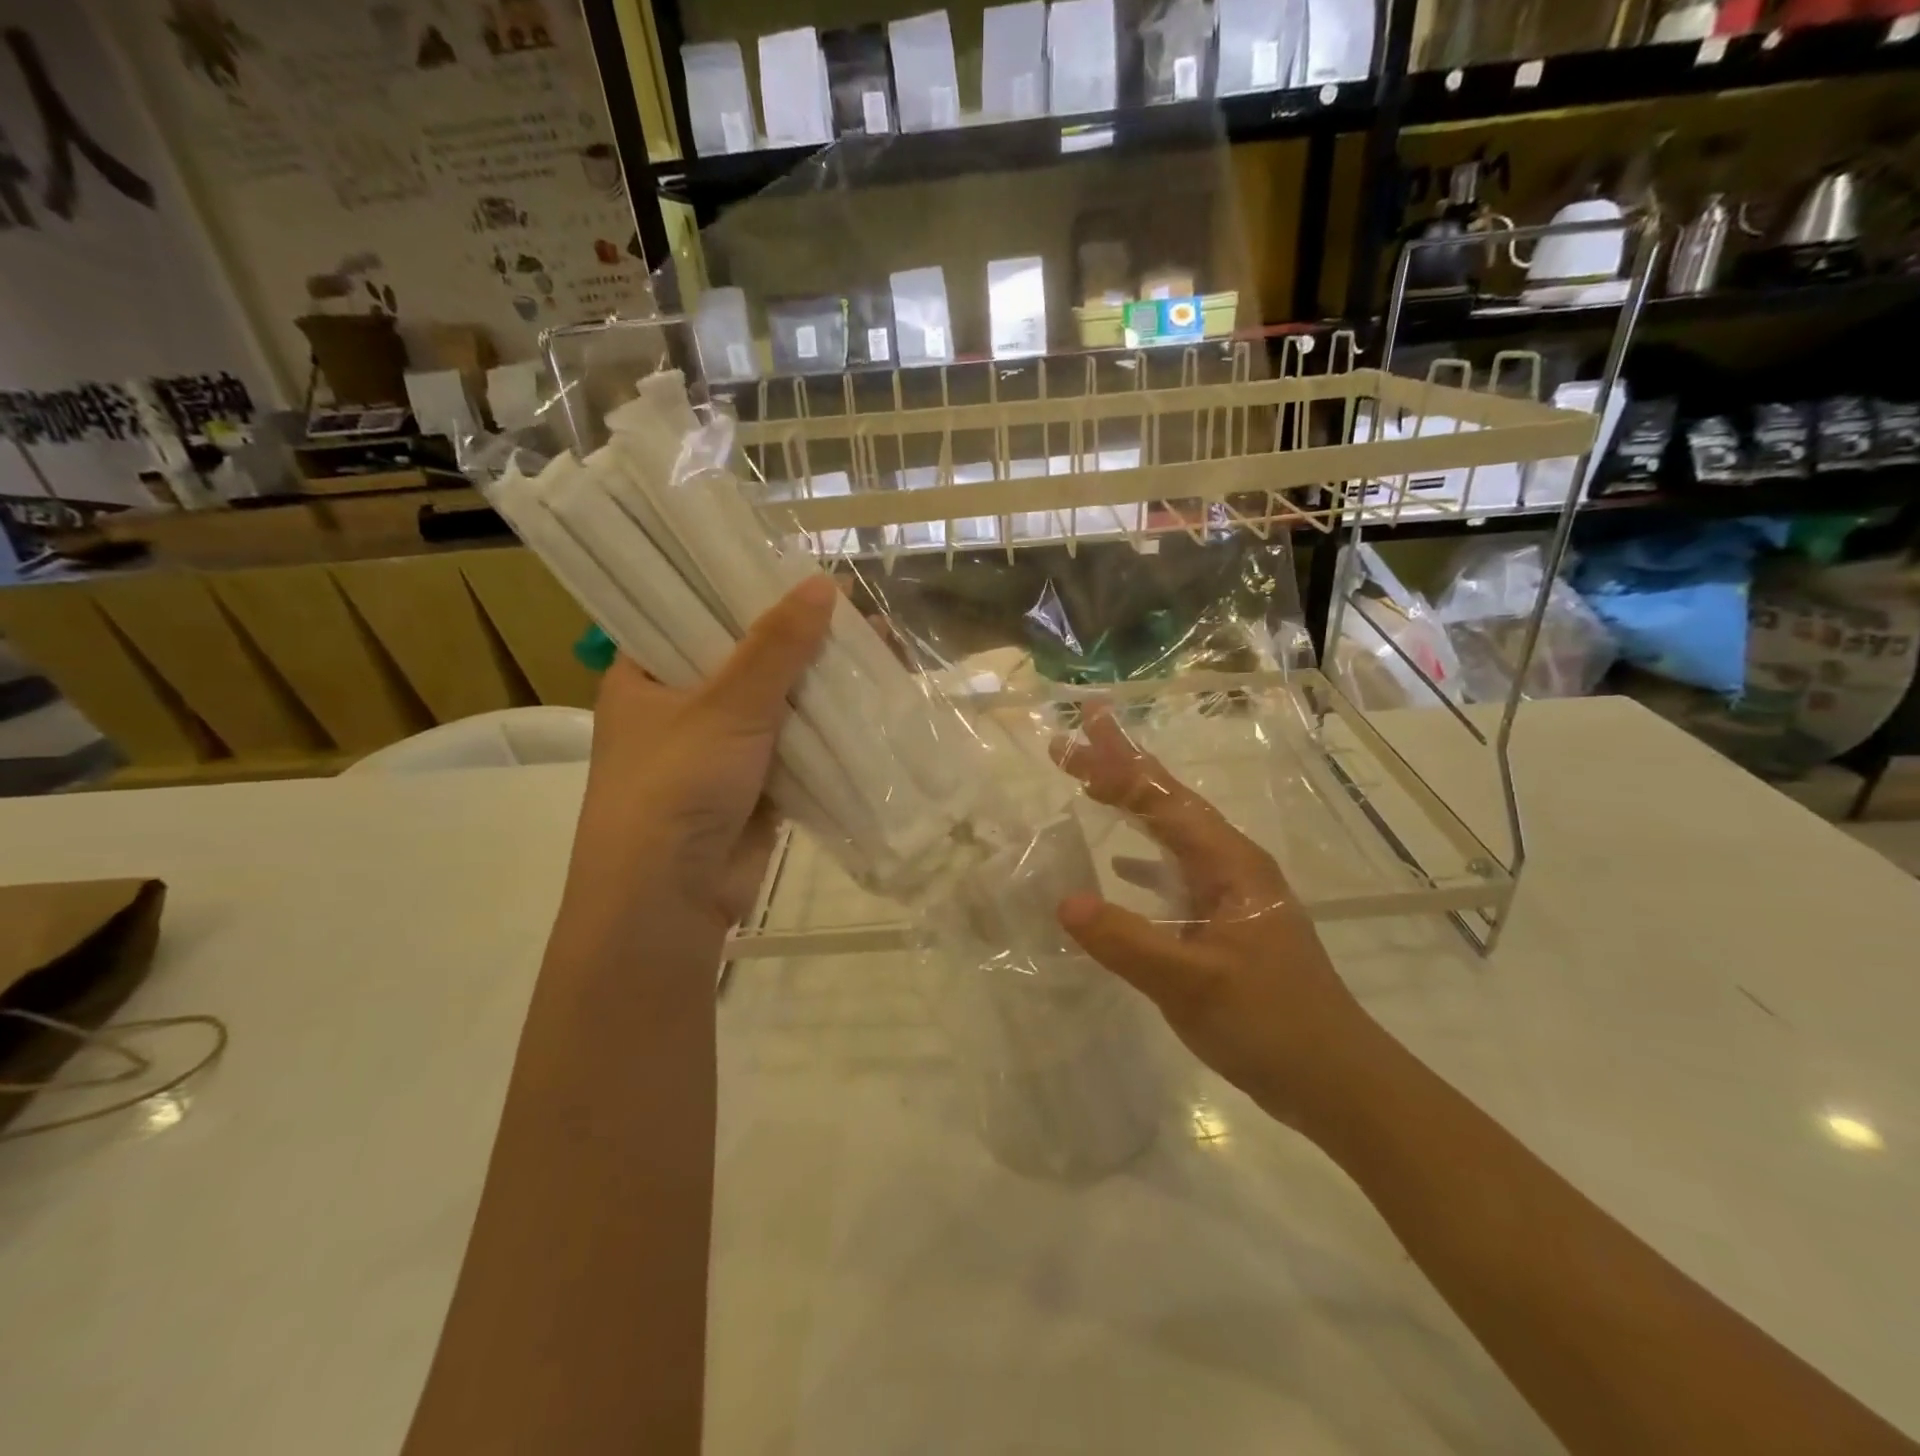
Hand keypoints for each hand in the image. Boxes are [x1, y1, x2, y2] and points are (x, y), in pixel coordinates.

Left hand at [564, 576, 837, 942]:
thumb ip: (776, 646)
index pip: (690, 612)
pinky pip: (796, 743)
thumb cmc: (676, 786)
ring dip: (821, 681)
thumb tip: (826, 585)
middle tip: (854, 607)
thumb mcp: (726, 704)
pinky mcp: (754, 783)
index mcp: (645, 675)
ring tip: (877, 645)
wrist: (670, 900)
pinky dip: (828, 726)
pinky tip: (871, 699)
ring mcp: (720, 747)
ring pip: (777, 702)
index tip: (794, 567)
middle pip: (745, 656)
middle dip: (799, 637)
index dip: (741, 587)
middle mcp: (679, 706)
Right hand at [1051, 711, 1384, 1125]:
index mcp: (1230, 864)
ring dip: (1133, 808)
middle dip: (1123, 770)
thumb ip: (1126, 941)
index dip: (1117, 768)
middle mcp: (1232, 866)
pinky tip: (1122, 866)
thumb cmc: (1270, 1024)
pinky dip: (1145, 860)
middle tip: (1074, 743)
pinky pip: (1177, 873)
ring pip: (1173, 835)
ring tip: (1092, 785)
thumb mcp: (1191, 983)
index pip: (1164, 801)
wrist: (1335, 1080)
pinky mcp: (1226, 923)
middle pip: (1170, 804)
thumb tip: (1064, 902)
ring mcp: (1232, 895)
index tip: (1074, 740)